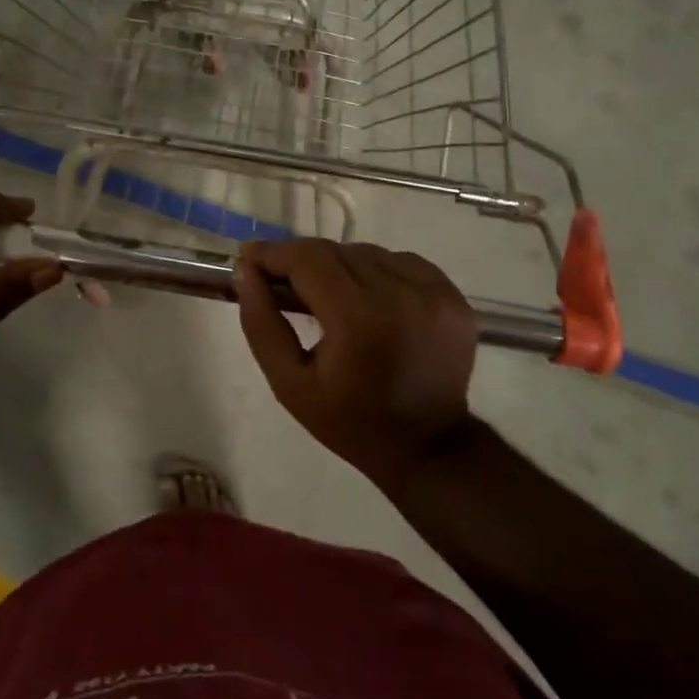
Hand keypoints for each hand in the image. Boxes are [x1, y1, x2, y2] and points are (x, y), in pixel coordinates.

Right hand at [232, 240, 477, 491]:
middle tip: (282, 281)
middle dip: (303, 261)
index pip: (309, 259)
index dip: (274, 253)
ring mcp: (434, 292)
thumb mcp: (289, 384)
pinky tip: (369, 299)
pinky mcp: (453, 296)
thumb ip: (262, 324)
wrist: (427, 447)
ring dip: (340, 266)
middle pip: (337, 251)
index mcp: (358, 320)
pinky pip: (403, 263)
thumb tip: (245, 271)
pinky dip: (378, 272)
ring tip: (328, 295)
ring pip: (369, 253)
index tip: (249, 257)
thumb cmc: (349, 421)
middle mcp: (400, 295)